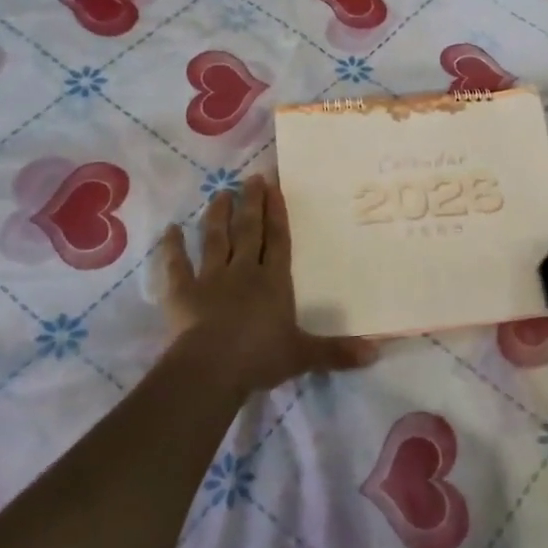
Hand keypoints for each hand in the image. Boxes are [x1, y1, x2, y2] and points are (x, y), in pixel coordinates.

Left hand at [159, 175, 375, 393]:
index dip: (277, 213)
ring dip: (217, 215)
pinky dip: (172, 247)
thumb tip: (377, 352)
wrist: (213, 368)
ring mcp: (211, 279)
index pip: (278, 240)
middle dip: (251, 203)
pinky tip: (170, 229)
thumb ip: (337, 352)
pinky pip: (176, 265)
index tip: (274, 187)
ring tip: (220, 192)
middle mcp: (243, 272)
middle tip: (251, 178)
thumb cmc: (261, 357)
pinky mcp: (183, 293)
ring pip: (215, 239)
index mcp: (273, 282)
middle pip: (248, 231)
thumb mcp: (304, 355)